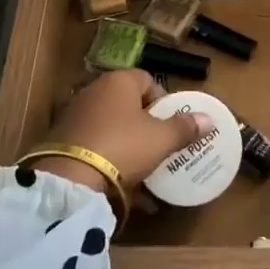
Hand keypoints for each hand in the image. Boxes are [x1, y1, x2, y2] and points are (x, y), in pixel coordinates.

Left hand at [33, 70, 213, 192]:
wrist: (69, 180)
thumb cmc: (123, 146)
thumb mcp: (161, 139)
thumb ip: (184, 128)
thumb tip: (208, 120)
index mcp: (119, 82)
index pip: (147, 80)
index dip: (163, 101)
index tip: (171, 125)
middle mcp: (94, 91)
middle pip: (128, 104)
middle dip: (145, 126)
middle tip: (159, 147)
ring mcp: (75, 116)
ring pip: (111, 128)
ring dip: (128, 145)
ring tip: (143, 170)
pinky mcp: (62, 142)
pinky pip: (95, 148)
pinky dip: (109, 162)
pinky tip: (122, 188)